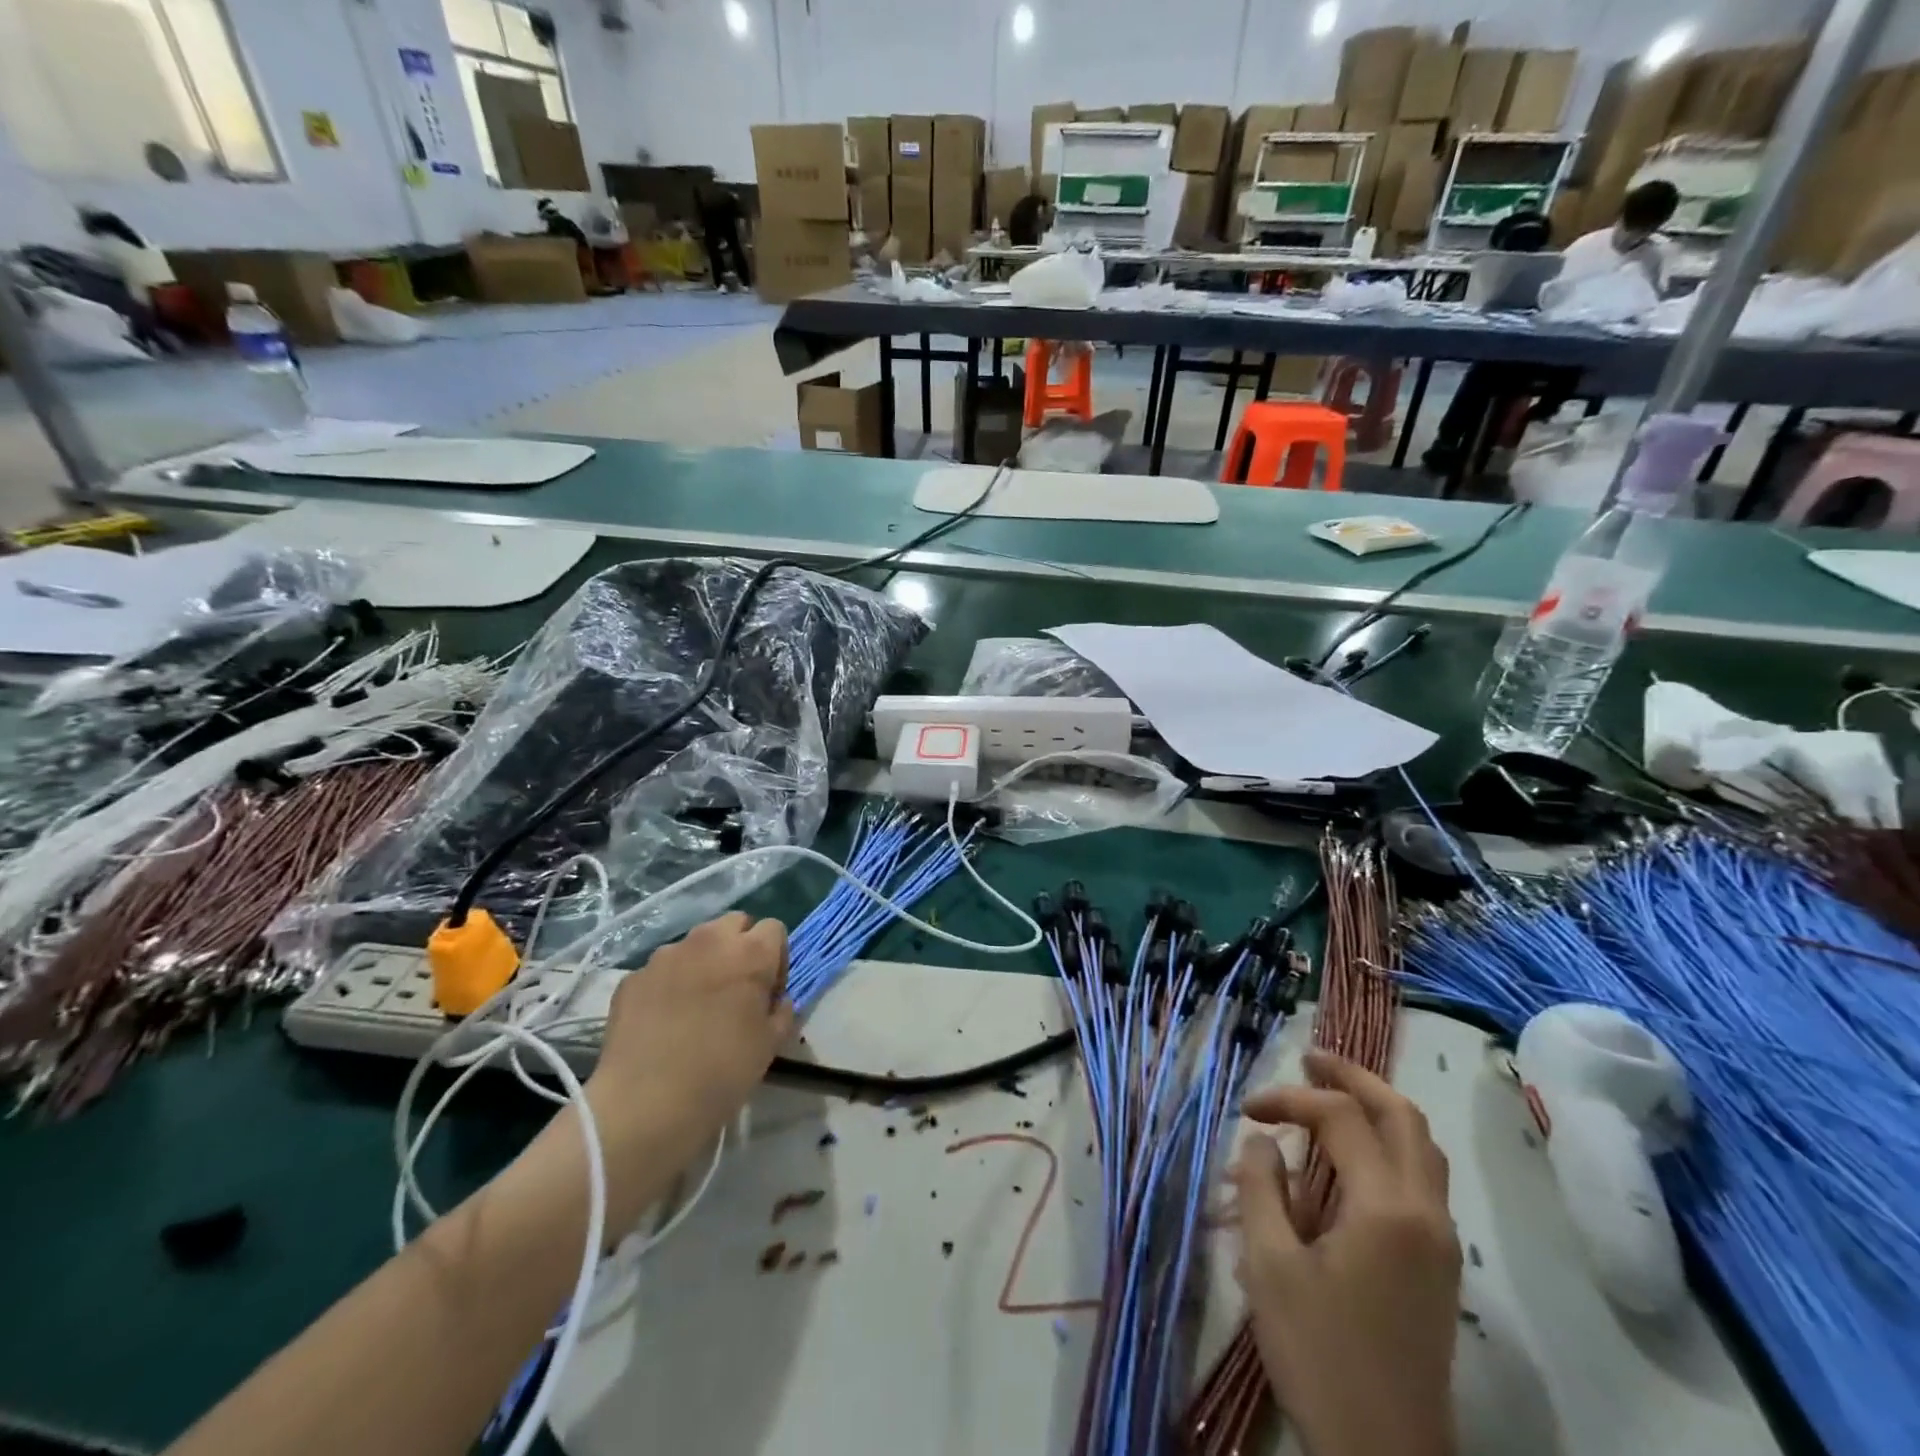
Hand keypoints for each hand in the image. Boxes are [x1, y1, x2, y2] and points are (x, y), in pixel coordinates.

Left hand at [584, 911, 793, 1225]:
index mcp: (750, 953)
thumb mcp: (771, 1044)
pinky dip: (669, 985)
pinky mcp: (633, 977)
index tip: (768, 991)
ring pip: (695, 944)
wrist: (645, 1104)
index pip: (774, 929)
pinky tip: (664, 1021)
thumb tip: (776, 999)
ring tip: (696, 1006)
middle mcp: (708, 941)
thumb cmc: (722, 1072)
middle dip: (740, 946)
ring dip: (703, 963)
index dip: (776, 957)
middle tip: (736, 989)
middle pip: (734, 923)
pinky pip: (661, 970)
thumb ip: (782, 1010)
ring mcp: (665, 956)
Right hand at [1231, 1050, 1460, 1455]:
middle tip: (1309, 1059)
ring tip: (1331, 1093)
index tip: (1247, 1110)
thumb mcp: (1270, 1267)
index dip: (1289, 1099)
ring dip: (1377, 1108)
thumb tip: (1263, 1142)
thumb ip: (1261, 1188)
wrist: (1385, 1454)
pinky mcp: (1438, 1264)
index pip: (1340, 1119)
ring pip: (1421, 1145)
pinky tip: (1350, 1155)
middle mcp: (1424, 1212)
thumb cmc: (1320, 1355)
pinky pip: (1421, 1177)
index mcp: (1385, 1208)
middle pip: (1402, 1116)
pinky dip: (1388, 1144)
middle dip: (1354, 1078)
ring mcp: (1440, 1240)